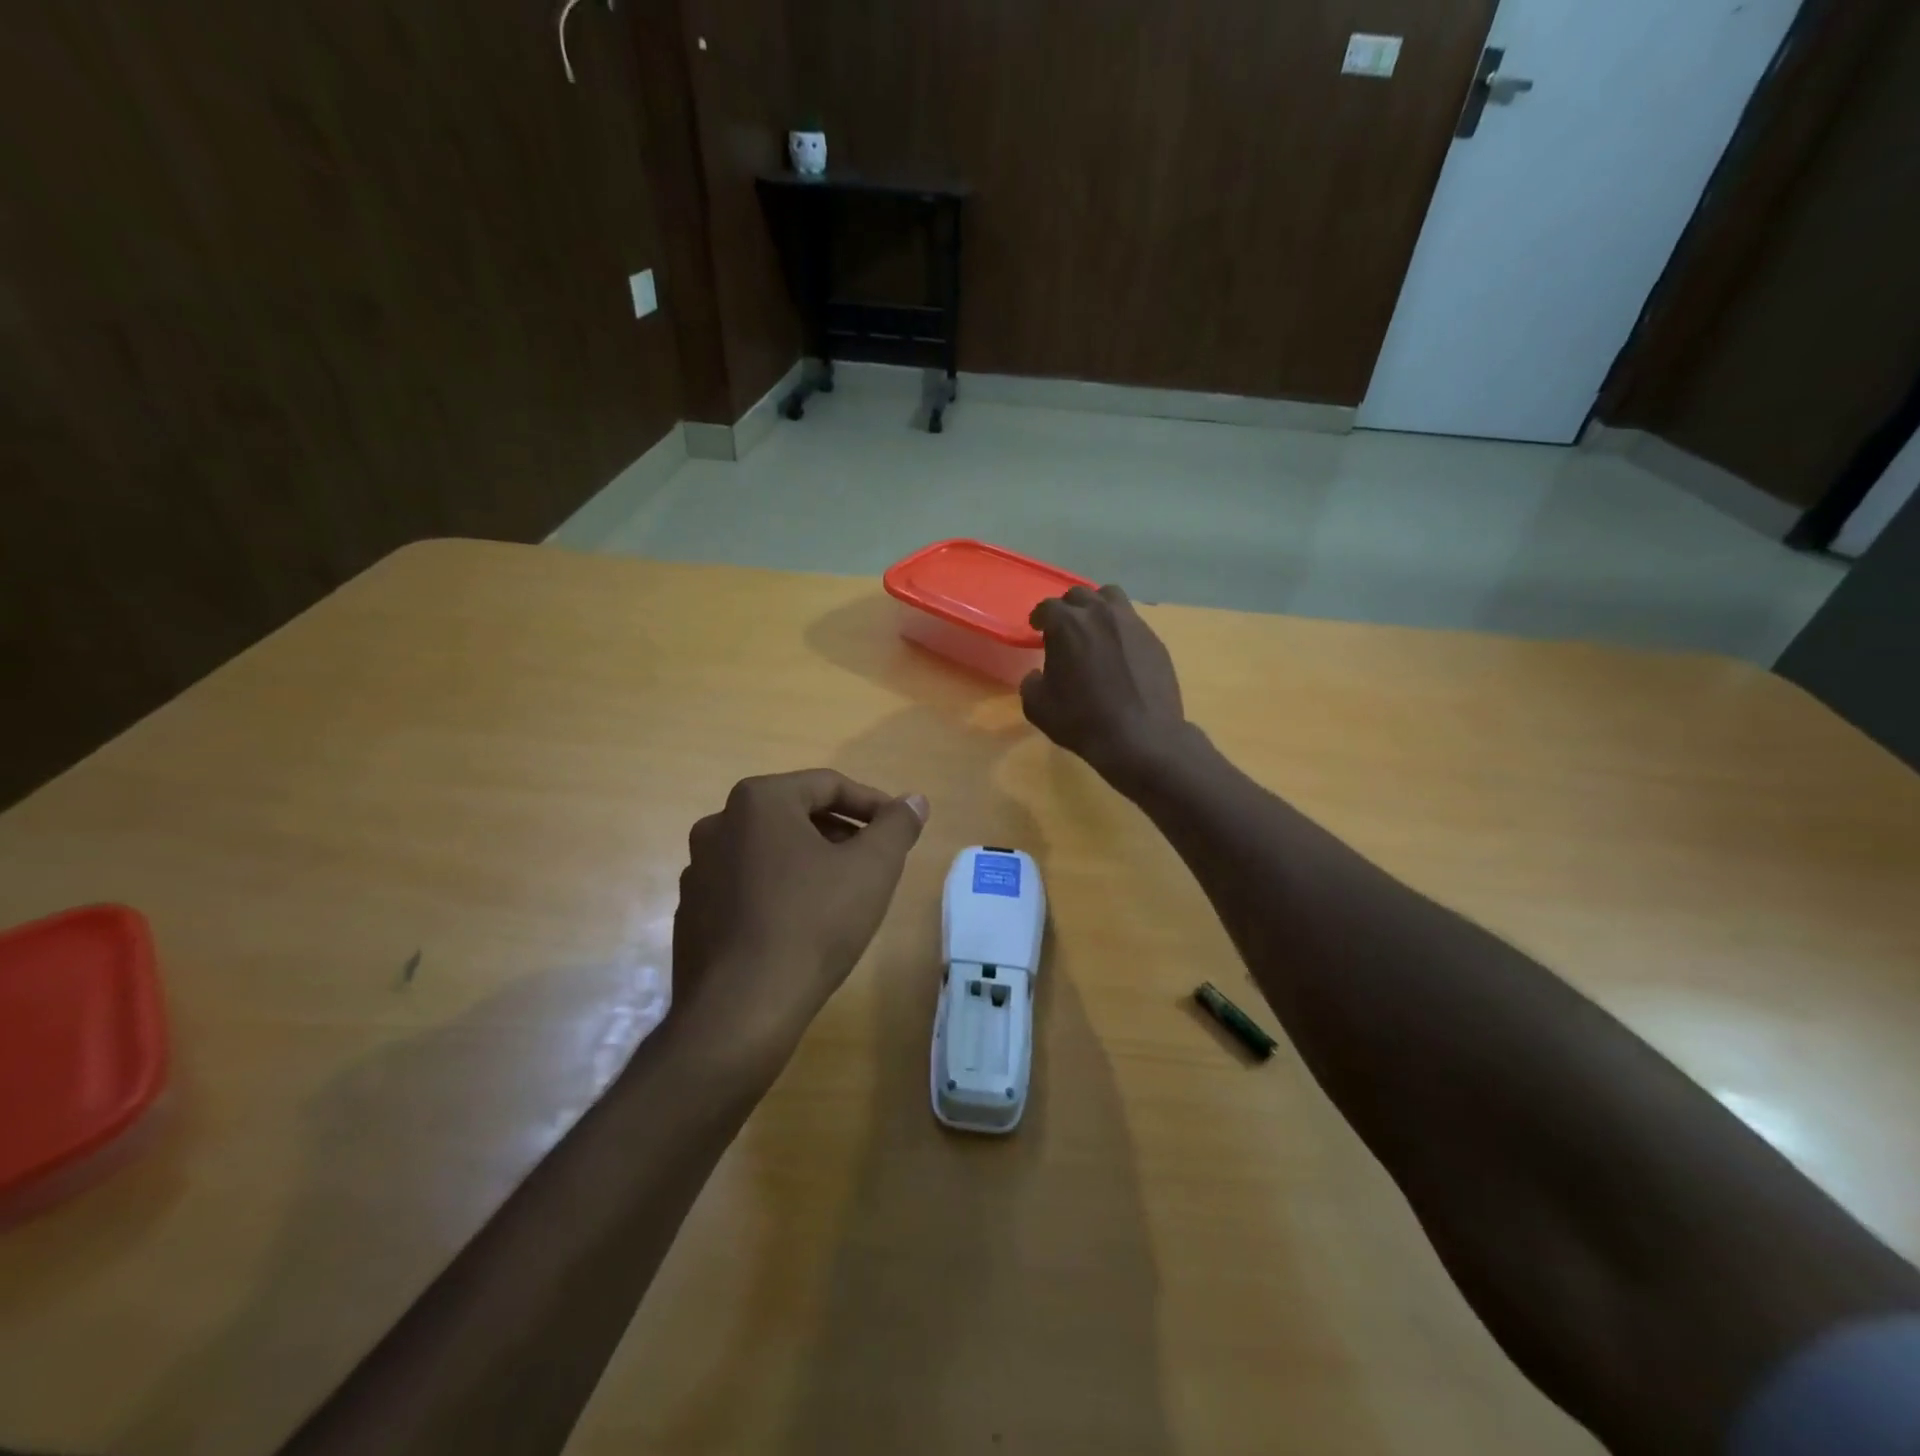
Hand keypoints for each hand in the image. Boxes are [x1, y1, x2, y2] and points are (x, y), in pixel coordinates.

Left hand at [672, 769, 928, 1063]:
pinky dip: (778, 890)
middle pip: (796, 814)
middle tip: (874, 862)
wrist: (739, 1010)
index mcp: (758, 801)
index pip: (828, 784)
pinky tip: (801, 924)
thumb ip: (897, 826)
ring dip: (810, 861)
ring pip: (769, 850)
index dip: (873, 804)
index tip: (899, 830)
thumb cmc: (813, 923)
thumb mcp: (872, 869)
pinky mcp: (691, 911)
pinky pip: (745, 884)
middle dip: (841, 833)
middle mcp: (719, 823)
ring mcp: (698, 869)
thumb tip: (914, 800)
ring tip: (843, 894)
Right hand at [1022, 584, 1188, 781]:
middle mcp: (1099, 613)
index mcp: (1067, 624)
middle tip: (1065, 630)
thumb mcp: (1038, 707)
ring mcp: (1131, 623)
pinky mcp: (1154, 639)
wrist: (1140, 736)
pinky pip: (1132, 622)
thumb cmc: (1082, 720)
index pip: (1047, 607)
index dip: (1039, 618)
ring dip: (1098, 608)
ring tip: (1095, 630)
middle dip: (1068, 609)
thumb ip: (1031, 683)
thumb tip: (1037, 675)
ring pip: (1111, 598)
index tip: (1037, 629)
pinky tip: (1119, 653)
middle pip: (1079, 595)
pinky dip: (1121, 630)